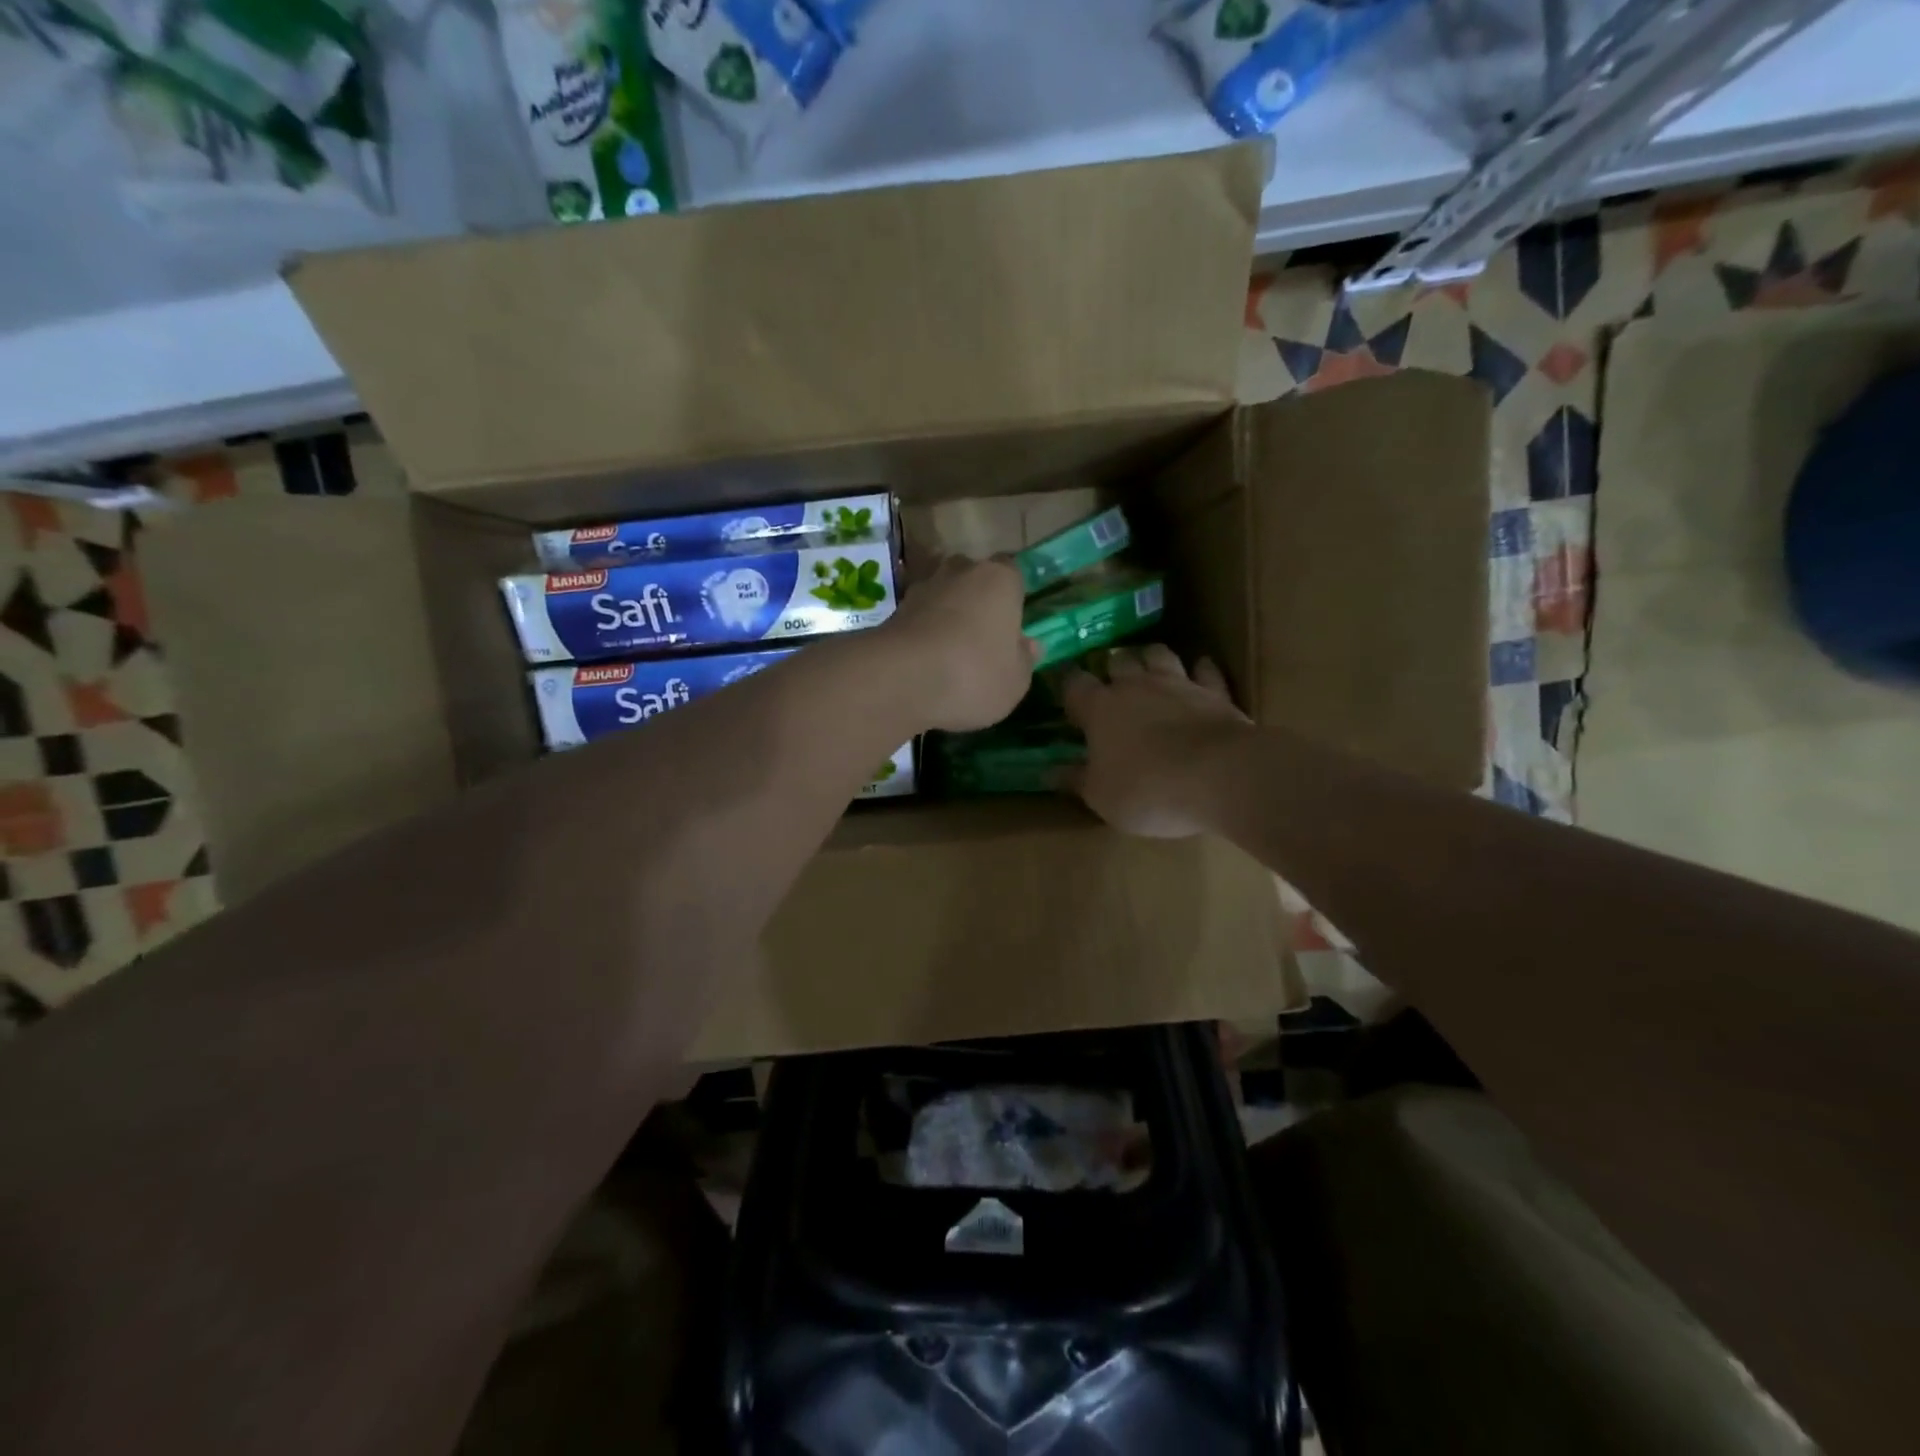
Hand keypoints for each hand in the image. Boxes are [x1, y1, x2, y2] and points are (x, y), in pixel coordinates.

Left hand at [880, 556, 1039, 730]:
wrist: (900, 679)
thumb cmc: (973, 674)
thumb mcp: (1015, 681)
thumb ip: (1024, 659)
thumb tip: (1027, 645)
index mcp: (1000, 579)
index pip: (1013, 573)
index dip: (1013, 597)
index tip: (1012, 624)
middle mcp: (960, 571)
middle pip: (974, 579)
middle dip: (977, 601)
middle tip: (982, 638)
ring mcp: (923, 587)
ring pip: (943, 597)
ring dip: (946, 616)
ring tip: (950, 654)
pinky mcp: (893, 610)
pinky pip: (918, 618)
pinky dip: (923, 633)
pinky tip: (926, 662)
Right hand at [1059, 645, 1251, 837]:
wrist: (1221, 778)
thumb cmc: (1148, 790)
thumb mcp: (1100, 796)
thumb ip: (1074, 779)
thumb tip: (1047, 772)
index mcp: (1100, 708)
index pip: (1074, 685)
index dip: (1068, 686)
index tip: (1065, 693)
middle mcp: (1136, 686)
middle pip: (1118, 662)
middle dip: (1111, 669)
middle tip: (1110, 682)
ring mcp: (1179, 684)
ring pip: (1159, 655)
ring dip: (1151, 659)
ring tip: (1148, 669)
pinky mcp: (1216, 692)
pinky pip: (1206, 671)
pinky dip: (1201, 670)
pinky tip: (1200, 672)